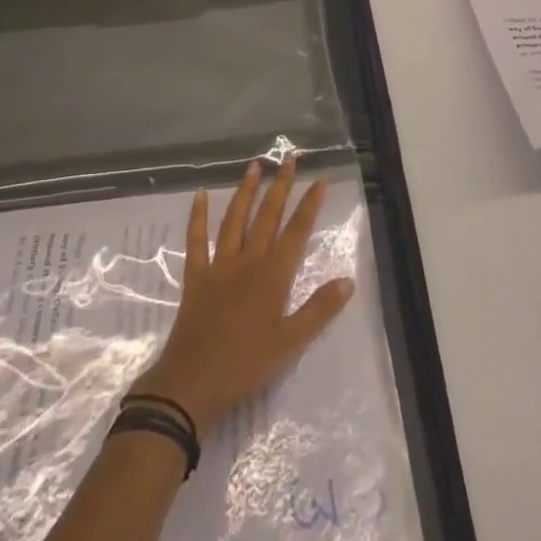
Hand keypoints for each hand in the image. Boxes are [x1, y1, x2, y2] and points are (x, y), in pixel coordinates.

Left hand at [131, 157, 353, 437]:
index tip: (319, 179)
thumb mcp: (290, 344)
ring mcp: (219, 265)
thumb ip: (319, 310)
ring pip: (235, 219)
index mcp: (273, 276)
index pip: (296, 231)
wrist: (192, 383)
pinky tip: (200, 194)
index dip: (309, 205)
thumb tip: (348, 280)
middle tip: (289, 158)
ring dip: (246, 191)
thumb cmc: (246, 365)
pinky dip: (198, 215)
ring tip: (254, 165)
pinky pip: (196, 239)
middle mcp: (248, 261)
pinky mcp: (196, 275)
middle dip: (280, 185)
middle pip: (267, 216)